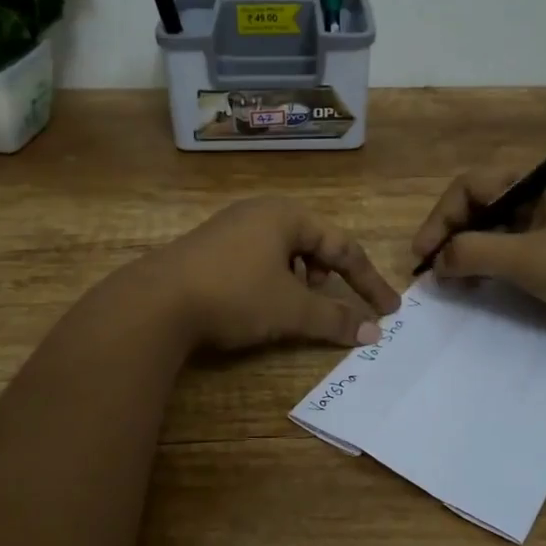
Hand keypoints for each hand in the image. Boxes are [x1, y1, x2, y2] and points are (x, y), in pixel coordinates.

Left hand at [138, 197, 401, 352]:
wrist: (156, 302)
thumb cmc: (235, 295)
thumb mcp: (291, 309)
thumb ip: (335, 318)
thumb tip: (372, 332)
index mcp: (287, 215)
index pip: (343, 247)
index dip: (368, 281)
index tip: (388, 310)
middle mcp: (260, 212)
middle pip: (313, 243)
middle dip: (329, 276)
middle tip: (328, 301)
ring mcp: (230, 228)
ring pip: (283, 252)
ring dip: (300, 280)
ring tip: (293, 305)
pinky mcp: (208, 248)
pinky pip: (257, 259)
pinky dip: (272, 281)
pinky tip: (258, 304)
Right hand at [410, 168, 545, 341]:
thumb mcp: (526, 258)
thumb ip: (474, 253)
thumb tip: (437, 262)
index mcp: (539, 180)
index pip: (472, 187)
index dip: (441, 218)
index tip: (424, 254)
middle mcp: (543, 194)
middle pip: (481, 206)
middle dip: (453, 236)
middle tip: (434, 270)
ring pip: (496, 230)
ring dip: (469, 253)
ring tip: (452, 283)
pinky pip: (514, 250)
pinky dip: (491, 265)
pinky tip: (478, 285)